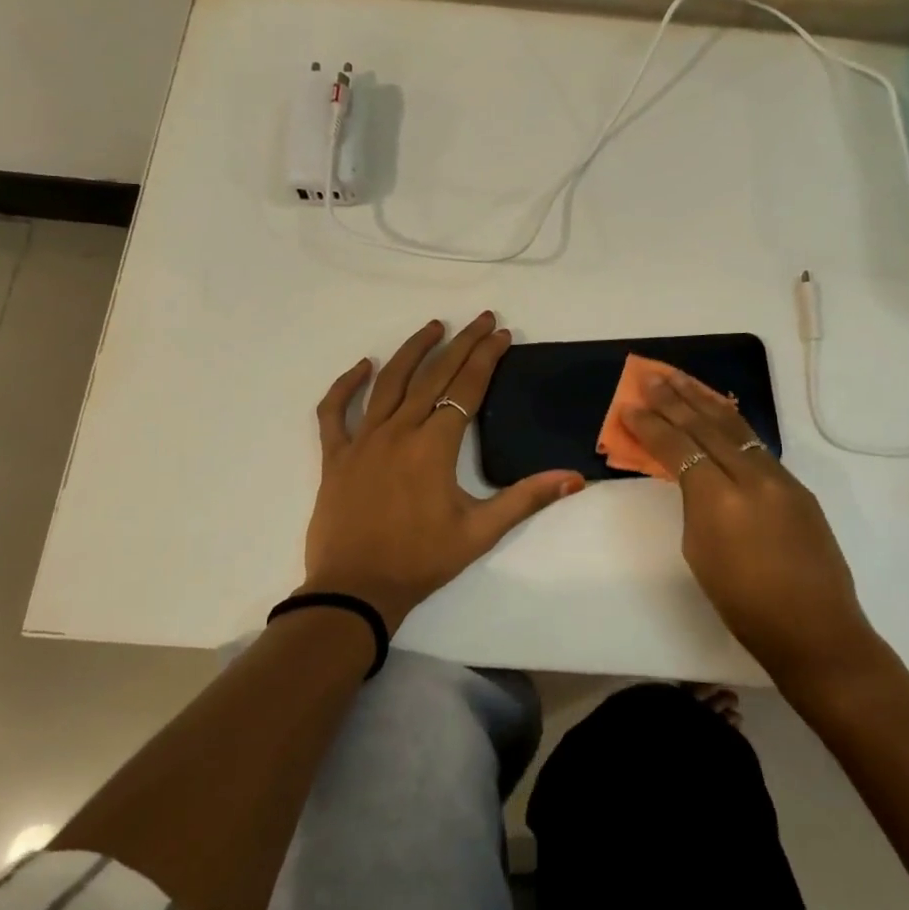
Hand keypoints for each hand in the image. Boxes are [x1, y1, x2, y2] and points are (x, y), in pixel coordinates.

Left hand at [303, 313, 585, 630]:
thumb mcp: (481, 532)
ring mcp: (363, 440)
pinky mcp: (335, 456)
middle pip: (433, 375)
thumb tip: (574, 478)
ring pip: (388, 382)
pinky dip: (345, 385)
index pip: (466, 387)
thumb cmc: (421, 560)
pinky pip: (334, 411)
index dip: (487, 357)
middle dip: (462, 343)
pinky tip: (363, 366)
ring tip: (434, 327)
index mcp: (434, 445)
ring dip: (413, 351)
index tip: (502, 333)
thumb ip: (526, 498)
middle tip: (481, 319)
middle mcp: (398, 431)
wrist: (356, 590)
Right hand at [623, 369, 877, 688]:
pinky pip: (756, 443)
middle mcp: (750, 477)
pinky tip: (719, 411)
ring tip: (680, 379)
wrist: (815, 629)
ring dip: (704, 399)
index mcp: (718, 500)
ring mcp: (779, 478)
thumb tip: (692, 477)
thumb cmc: (744, 605)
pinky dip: (731, 422)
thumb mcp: (700, 552)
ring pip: (735, 426)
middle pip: (706, 426)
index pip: (678, 448)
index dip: (651, 425)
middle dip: (674, 399)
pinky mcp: (796, 485)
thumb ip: (695, 505)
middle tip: (651, 376)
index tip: (629, 406)